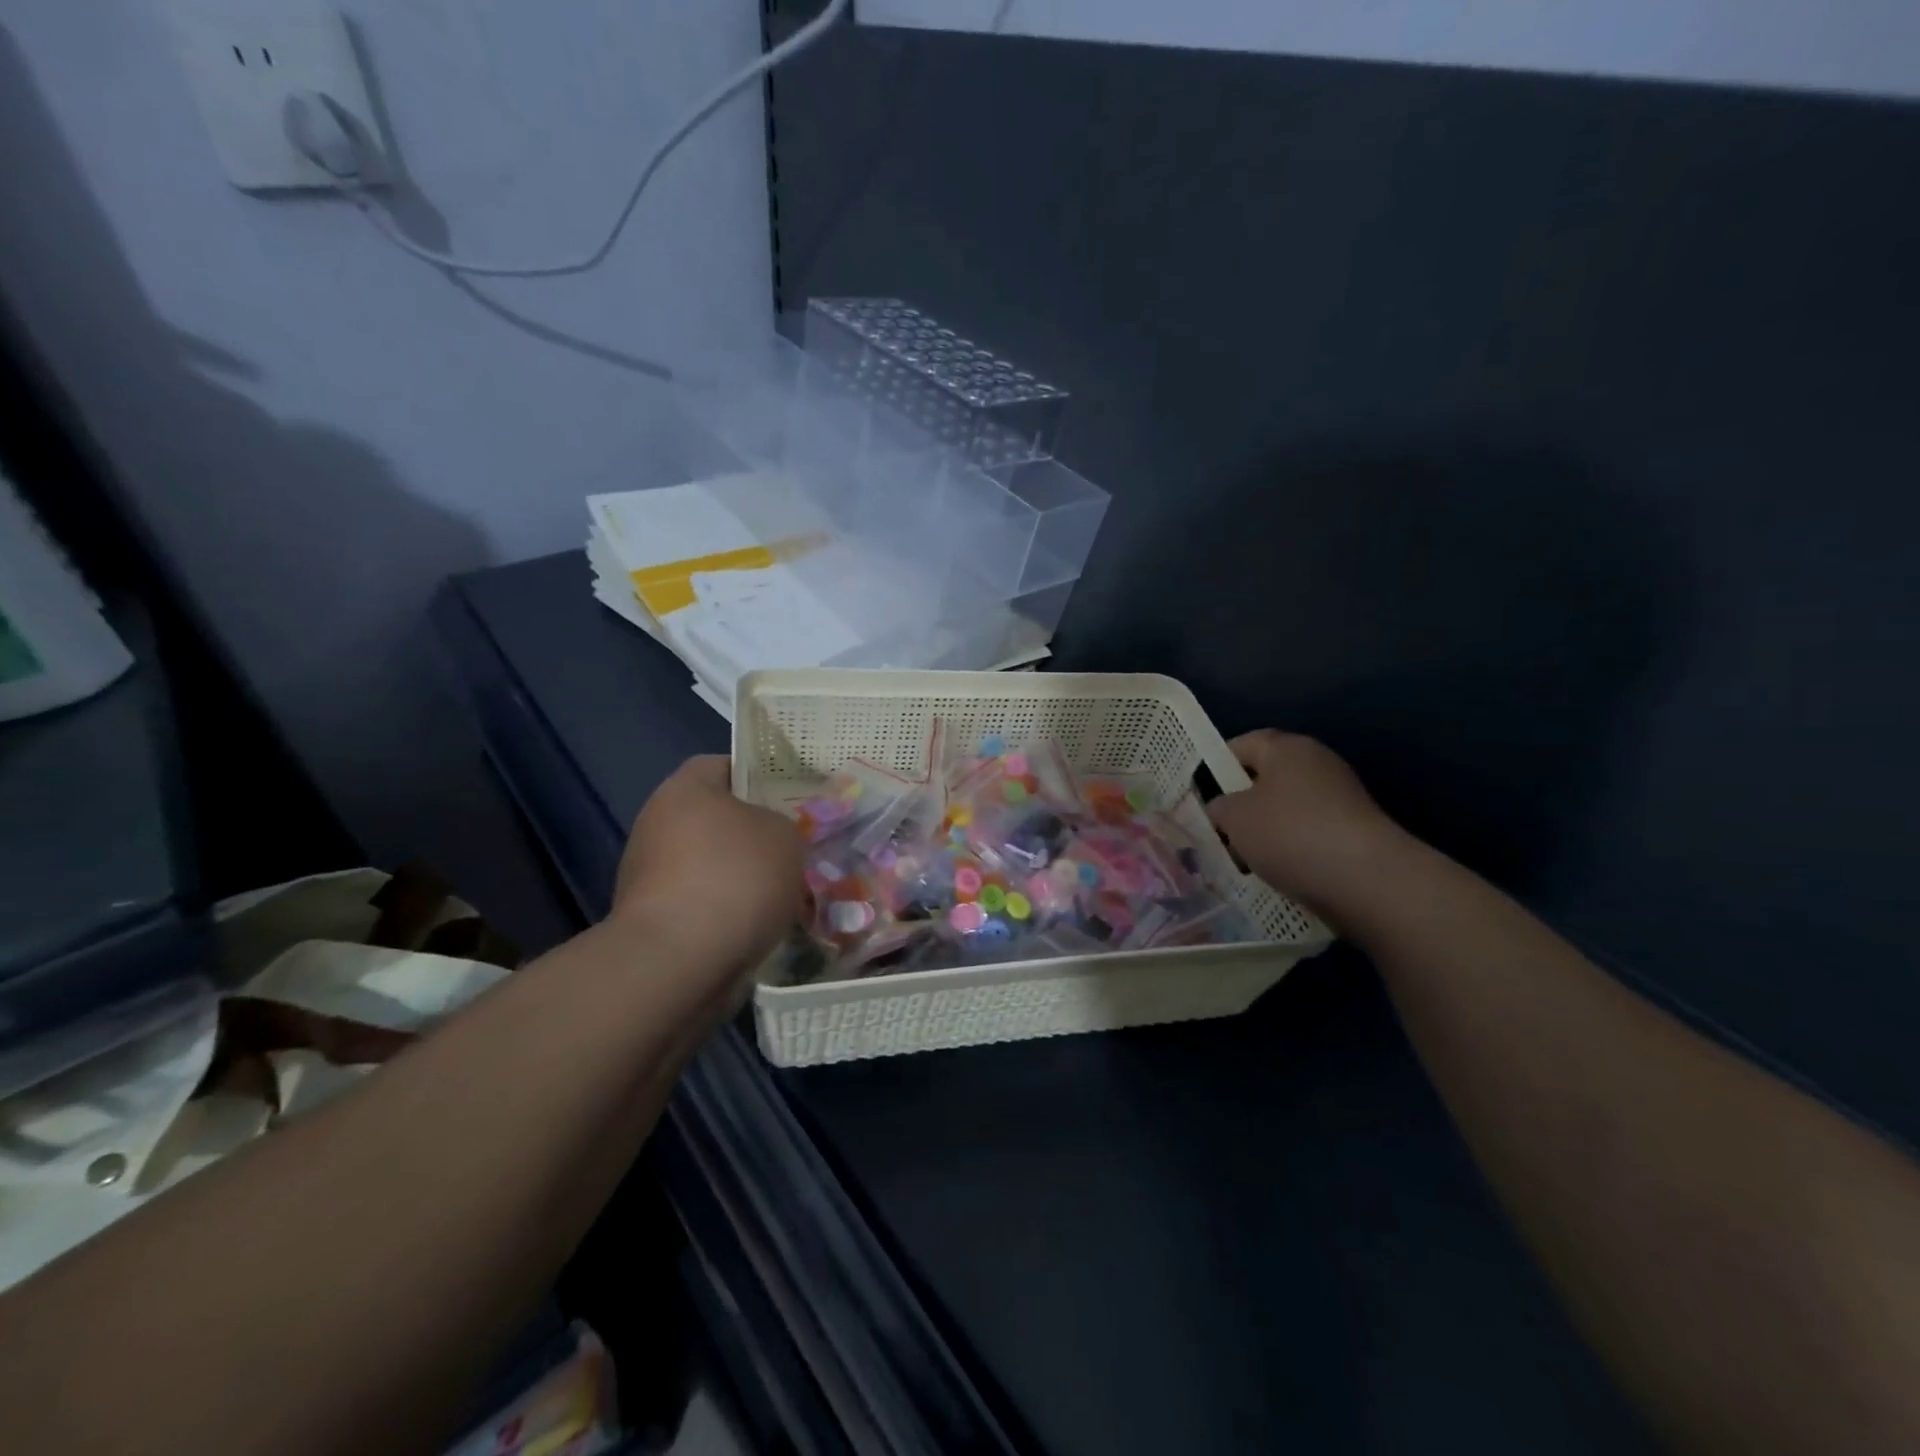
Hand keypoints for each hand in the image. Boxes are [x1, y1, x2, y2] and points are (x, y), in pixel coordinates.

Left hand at [611, 756, 804, 977]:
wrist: (679, 963)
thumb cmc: (735, 878)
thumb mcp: (786, 836)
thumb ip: (785, 825)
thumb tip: (774, 836)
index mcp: (685, 789)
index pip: (725, 765)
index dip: (762, 776)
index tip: (794, 799)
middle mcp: (659, 825)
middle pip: (719, 819)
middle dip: (758, 835)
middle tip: (798, 848)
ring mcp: (650, 875)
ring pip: (714, 865)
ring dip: (746, 877)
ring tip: (788, 894)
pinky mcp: (655, 920)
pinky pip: (705, 904)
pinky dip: (730, 912)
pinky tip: (762, 926)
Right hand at [1206, 730, 1406, 921]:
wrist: (1365, 879)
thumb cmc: (1289, 833)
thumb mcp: (1234, 818)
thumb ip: (1219, 807)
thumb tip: (1225, 809)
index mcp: (1287, 748)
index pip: (1242, 745)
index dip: (1216, 767)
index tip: (1200, 796)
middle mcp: (1317, 764)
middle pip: (1265, 779)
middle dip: (1241, 806)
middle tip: (1219, 832)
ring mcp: (1340, 798)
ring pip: (1285, 811)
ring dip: (1264, 833)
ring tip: (1245, 861)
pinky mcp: (1353, 832)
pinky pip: (1307, 834)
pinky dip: (1290, 850)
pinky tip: (1277, 873)